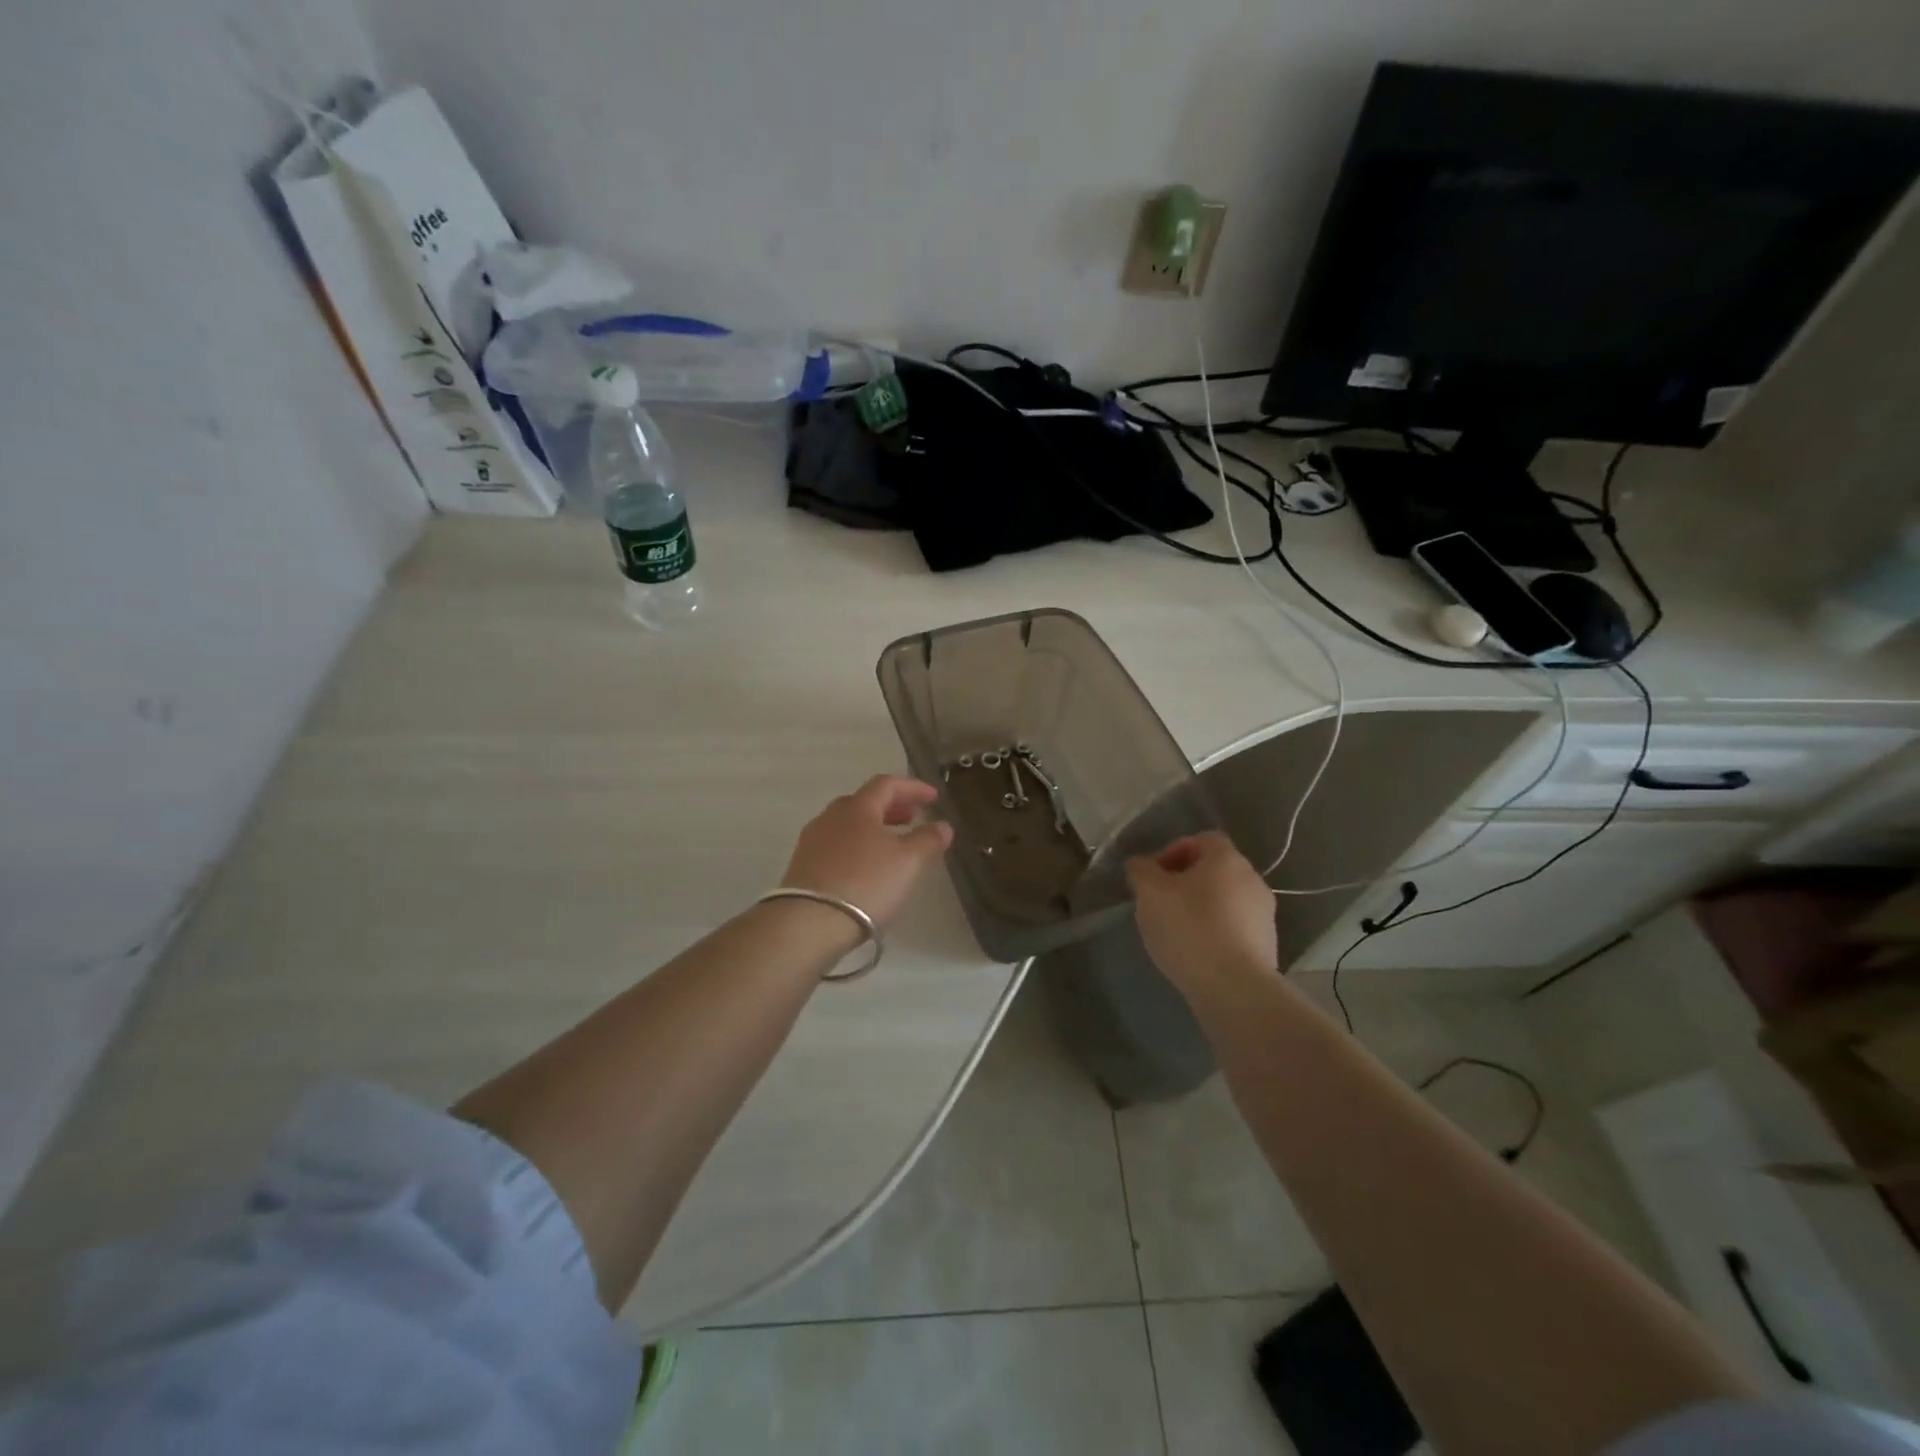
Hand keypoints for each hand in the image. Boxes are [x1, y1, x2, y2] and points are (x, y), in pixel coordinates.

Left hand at [781, 775, 954, 926]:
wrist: (808, 922)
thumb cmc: (865, 883)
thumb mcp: (908, 862)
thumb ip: (928, 840)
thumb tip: (943, 825)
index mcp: (857, 807)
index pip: (887, 784)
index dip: (912, 787)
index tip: (933, 797)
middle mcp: (831, 817)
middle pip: (864, 802)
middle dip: (891, 807)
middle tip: (912, 818)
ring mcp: (812, 841)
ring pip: (847, 824)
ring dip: (873, 828)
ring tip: (891, 845)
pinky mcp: (802, 866)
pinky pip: (836, 846)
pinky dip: (856, 846)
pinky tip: (866, 867)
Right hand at [1126, 832, 1277, 996]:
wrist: (1234, 989)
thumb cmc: (1189, 928)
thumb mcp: (1150, 893)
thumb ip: (1141, 871)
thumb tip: (1140, 865)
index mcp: (1227, 859)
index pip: (1201, 839)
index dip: (1173, 852)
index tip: (1153, 877)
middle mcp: (1252, 880)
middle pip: (1213, 871)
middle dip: (1184, 883)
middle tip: (1160, 904)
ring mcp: (1264, 915)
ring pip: (1224, 901)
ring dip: (1200, 909)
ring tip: (1175, 932)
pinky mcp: (1267, 946)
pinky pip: (1233, 928)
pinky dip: (1214, 933)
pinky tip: (1195, 953)